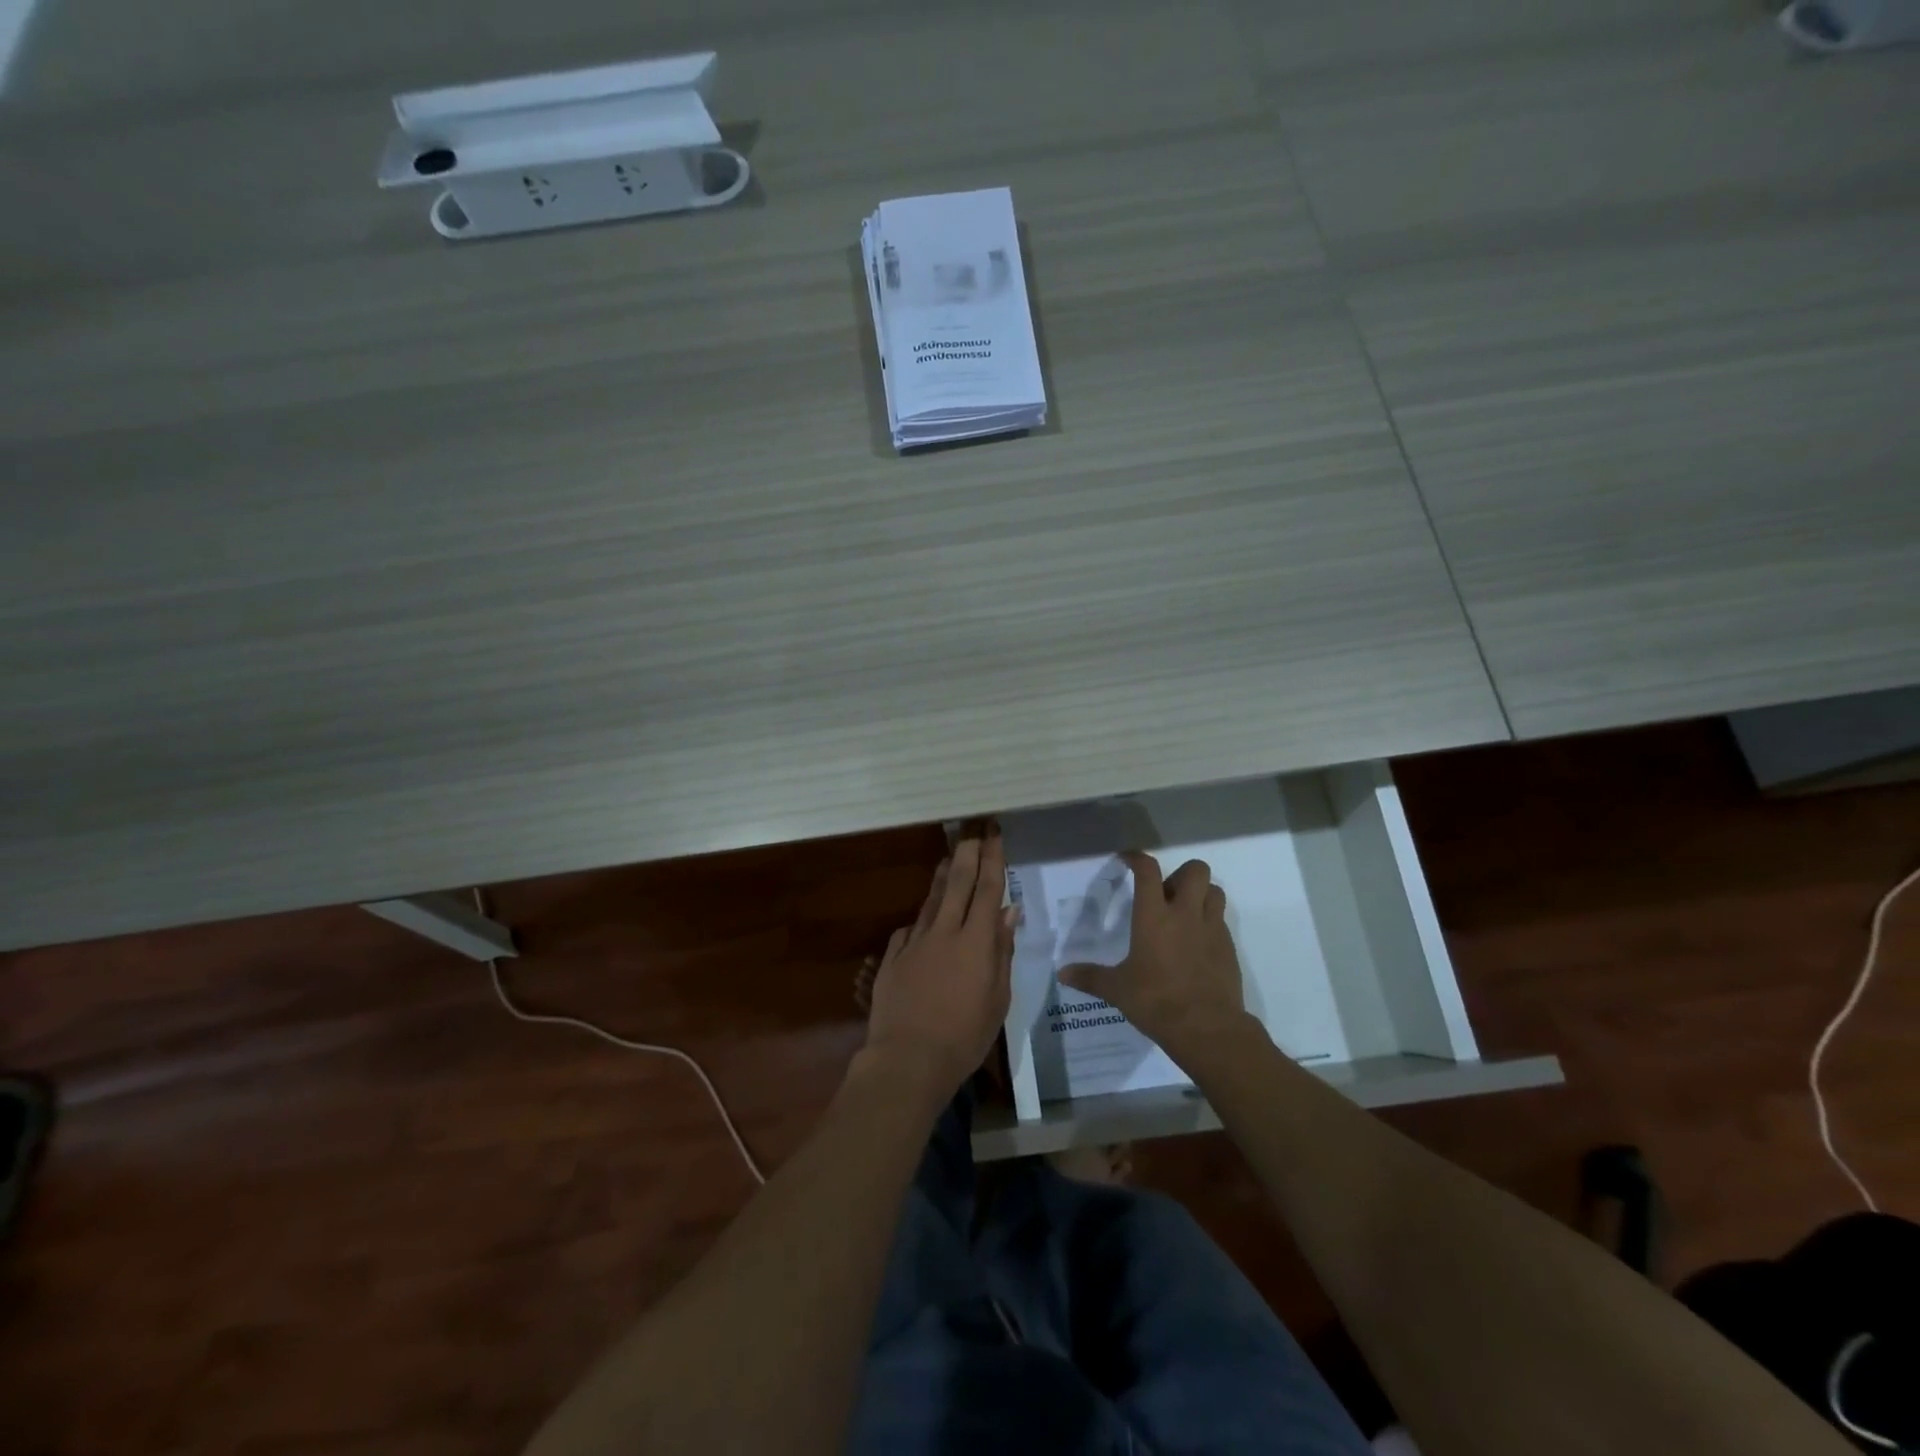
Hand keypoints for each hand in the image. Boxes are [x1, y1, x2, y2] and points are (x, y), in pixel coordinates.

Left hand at [862, 834, 1014, 1099]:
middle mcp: (944, 932)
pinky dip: (921, 919)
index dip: (993, 860)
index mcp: (975, 942)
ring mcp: (914, 942)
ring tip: (950, 860)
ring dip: (943, 877)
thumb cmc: (964, 1037)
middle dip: (967, 854)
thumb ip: (1002, 952)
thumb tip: (1010, 912)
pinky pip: (910, 929)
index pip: (988, 890)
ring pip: (931, 900)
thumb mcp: (998, 1000)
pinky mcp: (893, 957)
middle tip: (972, 833)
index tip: (995, 835)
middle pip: (957, 883)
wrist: (906, 1059)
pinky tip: (923, 919)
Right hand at [1060, 852, 1248, 1064]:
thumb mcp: (1117, 990)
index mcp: (1154, 916)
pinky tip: (1196, 944)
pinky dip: (1210, 923)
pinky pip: (1221, 921)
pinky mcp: (1229, 948)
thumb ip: (1090, 977)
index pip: (1148, 871)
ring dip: (1201, 894)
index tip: (1128, 859)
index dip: (1137, 858)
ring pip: (1215, 891)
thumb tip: (1062, 974)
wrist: (1207, 1028)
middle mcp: (1185, 914)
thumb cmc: (1156, 1001)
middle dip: (1181, 874)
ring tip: (1184, 913)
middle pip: (1195, 870)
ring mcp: (1212, 929)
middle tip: (1165, 894)